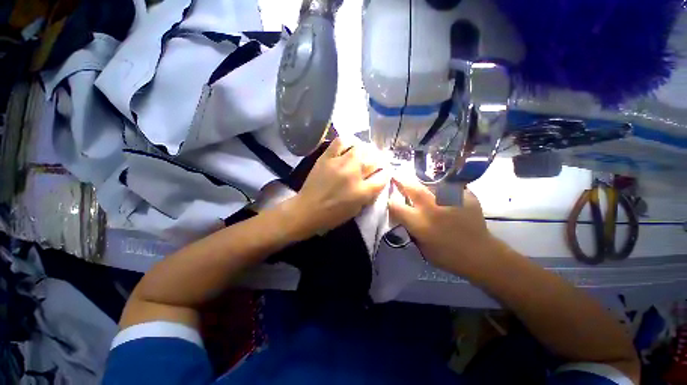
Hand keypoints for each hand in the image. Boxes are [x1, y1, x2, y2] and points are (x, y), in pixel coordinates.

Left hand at [289, 138, 388, 236]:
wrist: (308, 210)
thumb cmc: (333, 214)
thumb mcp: (357, 209)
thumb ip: (370, 194)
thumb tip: (377, 180)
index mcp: (363, 191)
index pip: (383, 176)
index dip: (386, 173)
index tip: (384, 173)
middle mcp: (354, 174)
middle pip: (375, 160)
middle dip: (379, 160)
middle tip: (377, 162)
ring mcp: (340, 163)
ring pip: (361, 148)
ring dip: (367, 150)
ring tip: (365, 153)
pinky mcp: (327, 157)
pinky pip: (341, 142)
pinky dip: (349, 141)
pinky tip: (351, 146)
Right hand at [388, 175, 506, 276]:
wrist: (481, 255)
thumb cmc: (447, 255)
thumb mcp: (420, 245)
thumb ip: (411, 227)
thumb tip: (404, 214)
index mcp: (419, 223)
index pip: (395, 205)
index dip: (390, 201)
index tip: (391, 199)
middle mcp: (432, 208)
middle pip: (412, 187)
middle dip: (401, 180)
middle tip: (397, 175)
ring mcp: (450, 199)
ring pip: (430, 183)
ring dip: (422, 184)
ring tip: (423, 187)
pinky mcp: (465, 195)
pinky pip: (448, 187)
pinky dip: (442, 189)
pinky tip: (444, 195)